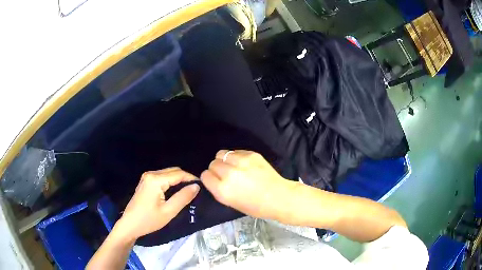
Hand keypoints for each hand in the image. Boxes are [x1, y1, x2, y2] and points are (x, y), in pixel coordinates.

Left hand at [113, 167, 199, 241]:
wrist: (130, 225)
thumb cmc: (149, 220)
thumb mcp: (169, 211)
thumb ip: (183, 197)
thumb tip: (196, 186)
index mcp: (156, 179)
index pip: (179, 174)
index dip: (192, 178)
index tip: (203, 187)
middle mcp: (151, 174)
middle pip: (173, 171)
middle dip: (186, 178)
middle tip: (196, 191)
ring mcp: (147, 177)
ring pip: (168, 173)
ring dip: (179, 180)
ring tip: (188, 192)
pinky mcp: (145, 182)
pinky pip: (162, 177)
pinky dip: (171, 182)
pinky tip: (175, 192)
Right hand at [201, 150, 295, 219]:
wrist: (279, 197)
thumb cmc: (256, 207)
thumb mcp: (231, 203)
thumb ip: (219, 190)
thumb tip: (214, 178)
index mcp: (222, 190)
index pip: (205, 176)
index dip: (209, 178)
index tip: (215, 180)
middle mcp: (228, 174)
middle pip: (213, 164)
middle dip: (217, 169)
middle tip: (226, 174)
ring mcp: (240, 162)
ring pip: (221, 154)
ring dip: (225, 160)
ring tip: (234, 166)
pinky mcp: (251, 154)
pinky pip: (235, 151)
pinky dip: (236, 157)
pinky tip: (245, 164)